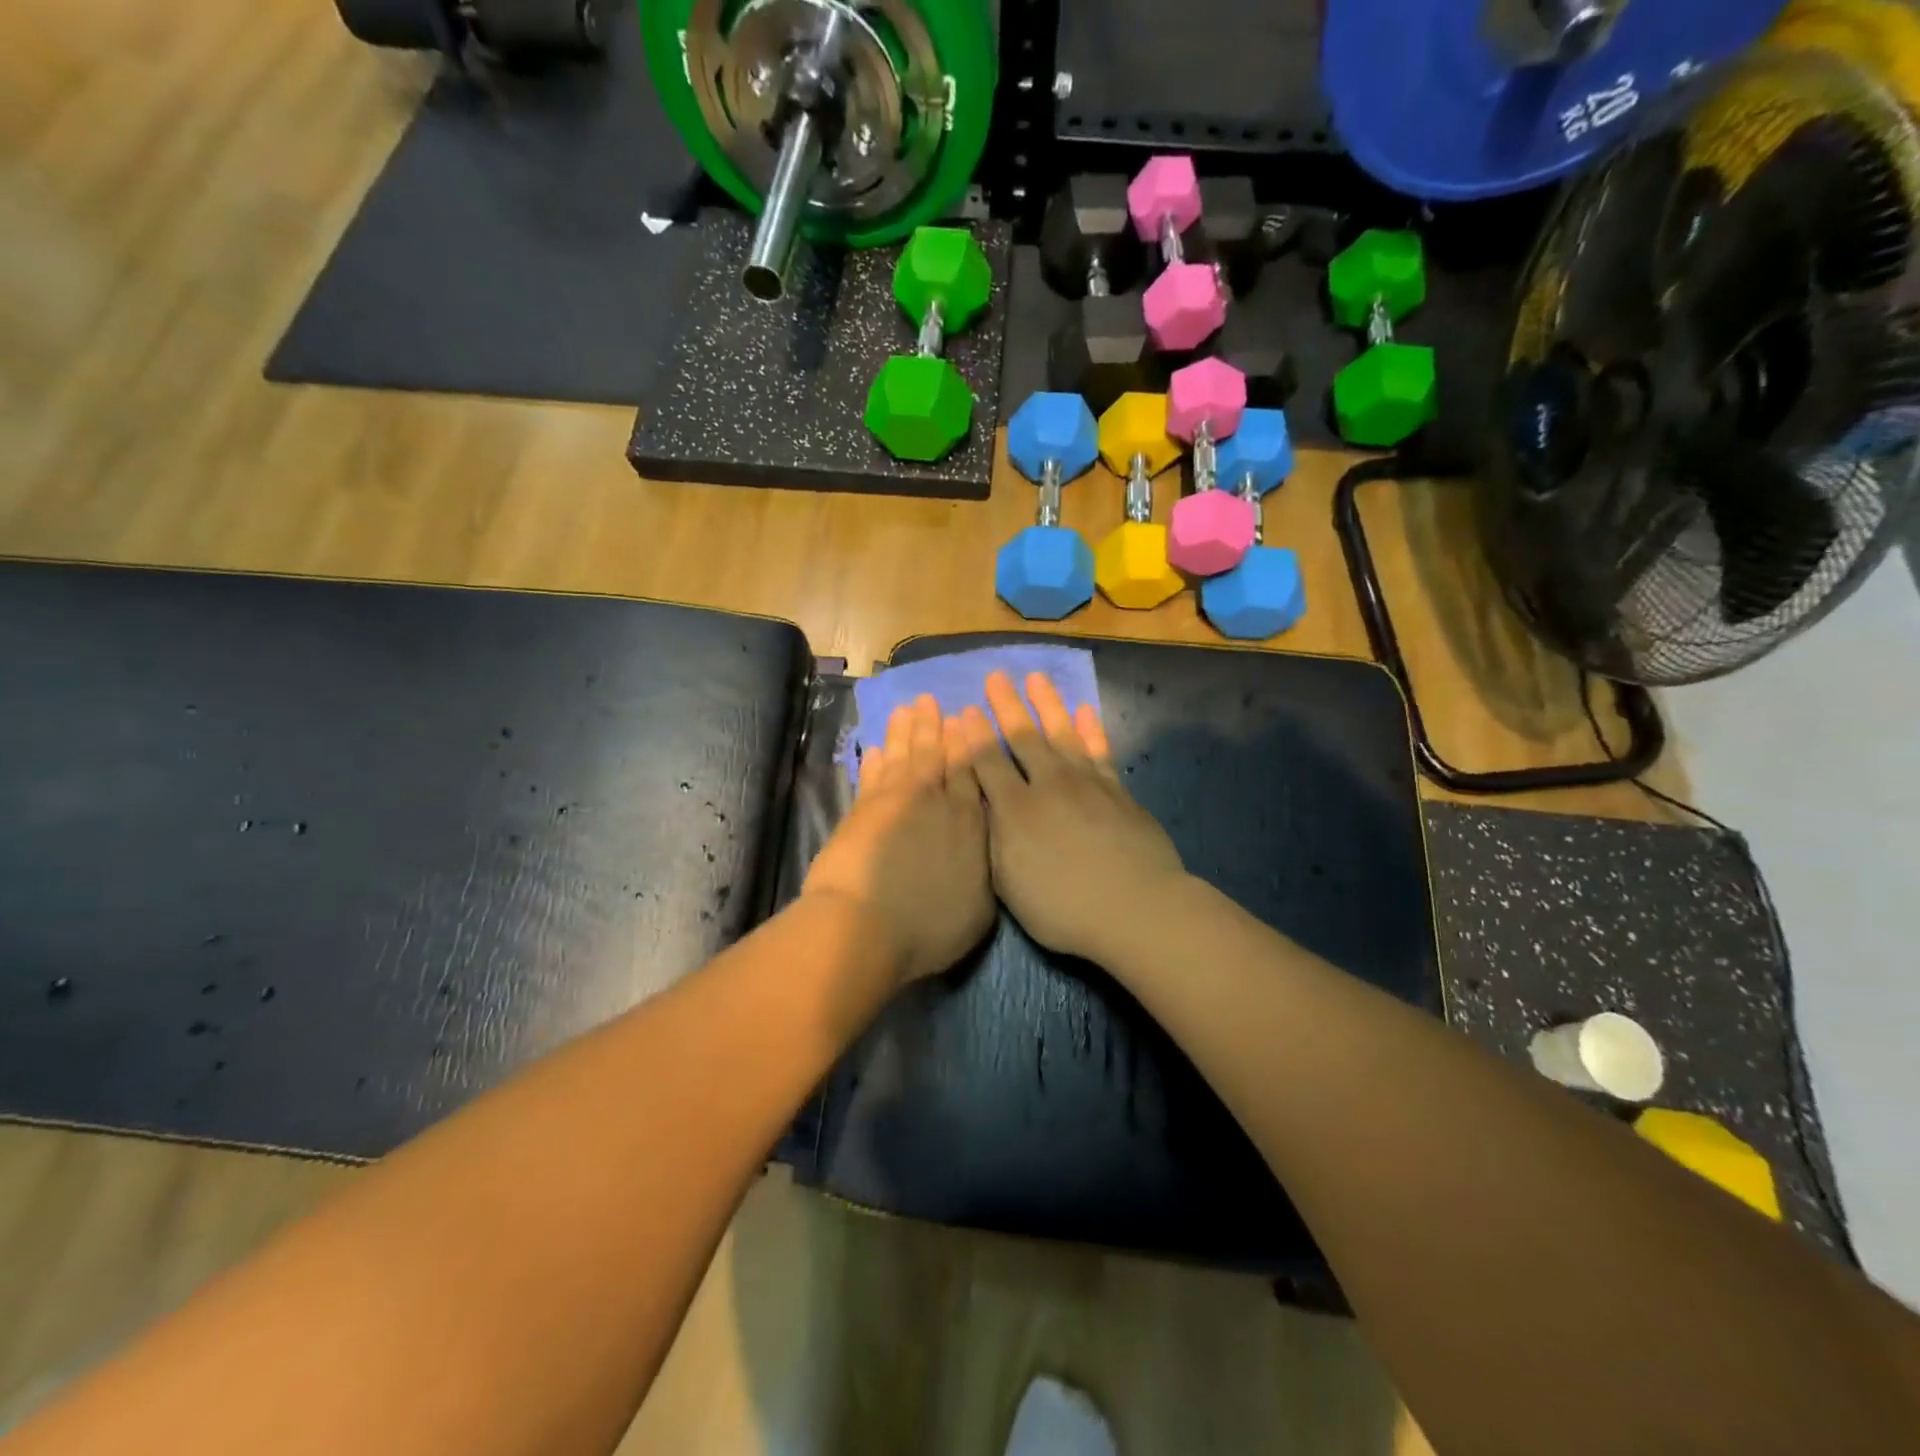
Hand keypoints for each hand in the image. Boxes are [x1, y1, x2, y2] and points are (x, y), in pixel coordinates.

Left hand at [803, 693, 994, 982]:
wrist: (865, 926)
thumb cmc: (929, 927)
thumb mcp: (978, 910)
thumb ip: (984, 871)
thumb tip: (986, 850)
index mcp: (969, 822)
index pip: (971, 771)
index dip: (967, 743)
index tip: (965, 718)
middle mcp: (935, 802)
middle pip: (935, 755)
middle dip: (934, 726)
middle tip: (931, 699)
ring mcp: (895, 803)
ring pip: (903, 756)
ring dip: (905, 731)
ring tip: (908, 708)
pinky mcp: (862, 811)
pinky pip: (872, 776)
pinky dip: (875, 760)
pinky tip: (876, 748)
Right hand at [953, 672, 1187, 963]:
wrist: (1135, 908)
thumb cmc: (1063, 907)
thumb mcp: (1009, 883)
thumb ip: (993, 838)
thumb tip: (980, 804)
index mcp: (1015, 810)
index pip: (986, 763)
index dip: (972, 736)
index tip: (964, 711)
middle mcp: (1048, 785)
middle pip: (1023, 737)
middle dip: (1007, 706)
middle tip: (996, 676)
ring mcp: (1086, 783)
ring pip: (1062, 733)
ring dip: (1048, 704)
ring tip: (1036, 679)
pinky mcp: (1117, 791)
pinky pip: (1100, 751)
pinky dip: (1091, 729)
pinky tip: (1085, 711)